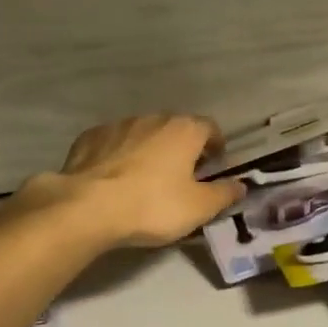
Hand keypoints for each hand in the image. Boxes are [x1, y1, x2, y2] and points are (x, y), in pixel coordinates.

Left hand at [18, 114, 244, 248]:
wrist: (86, 207)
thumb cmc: (152, 205)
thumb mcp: (199, 208)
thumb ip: (224, 194)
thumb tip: (241, 185)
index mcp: (184, 130)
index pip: (210, 128)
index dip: (215, 146)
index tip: (213, 166)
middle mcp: (153, 118)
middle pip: (175, 129)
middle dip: (181, 148)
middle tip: (181, 176)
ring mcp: (118, 125)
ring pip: (142, 134)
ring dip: (149, 150)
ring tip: (145, 179)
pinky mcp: (89, 138)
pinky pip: (113, 143)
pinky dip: (118, 155)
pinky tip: (114, 179)